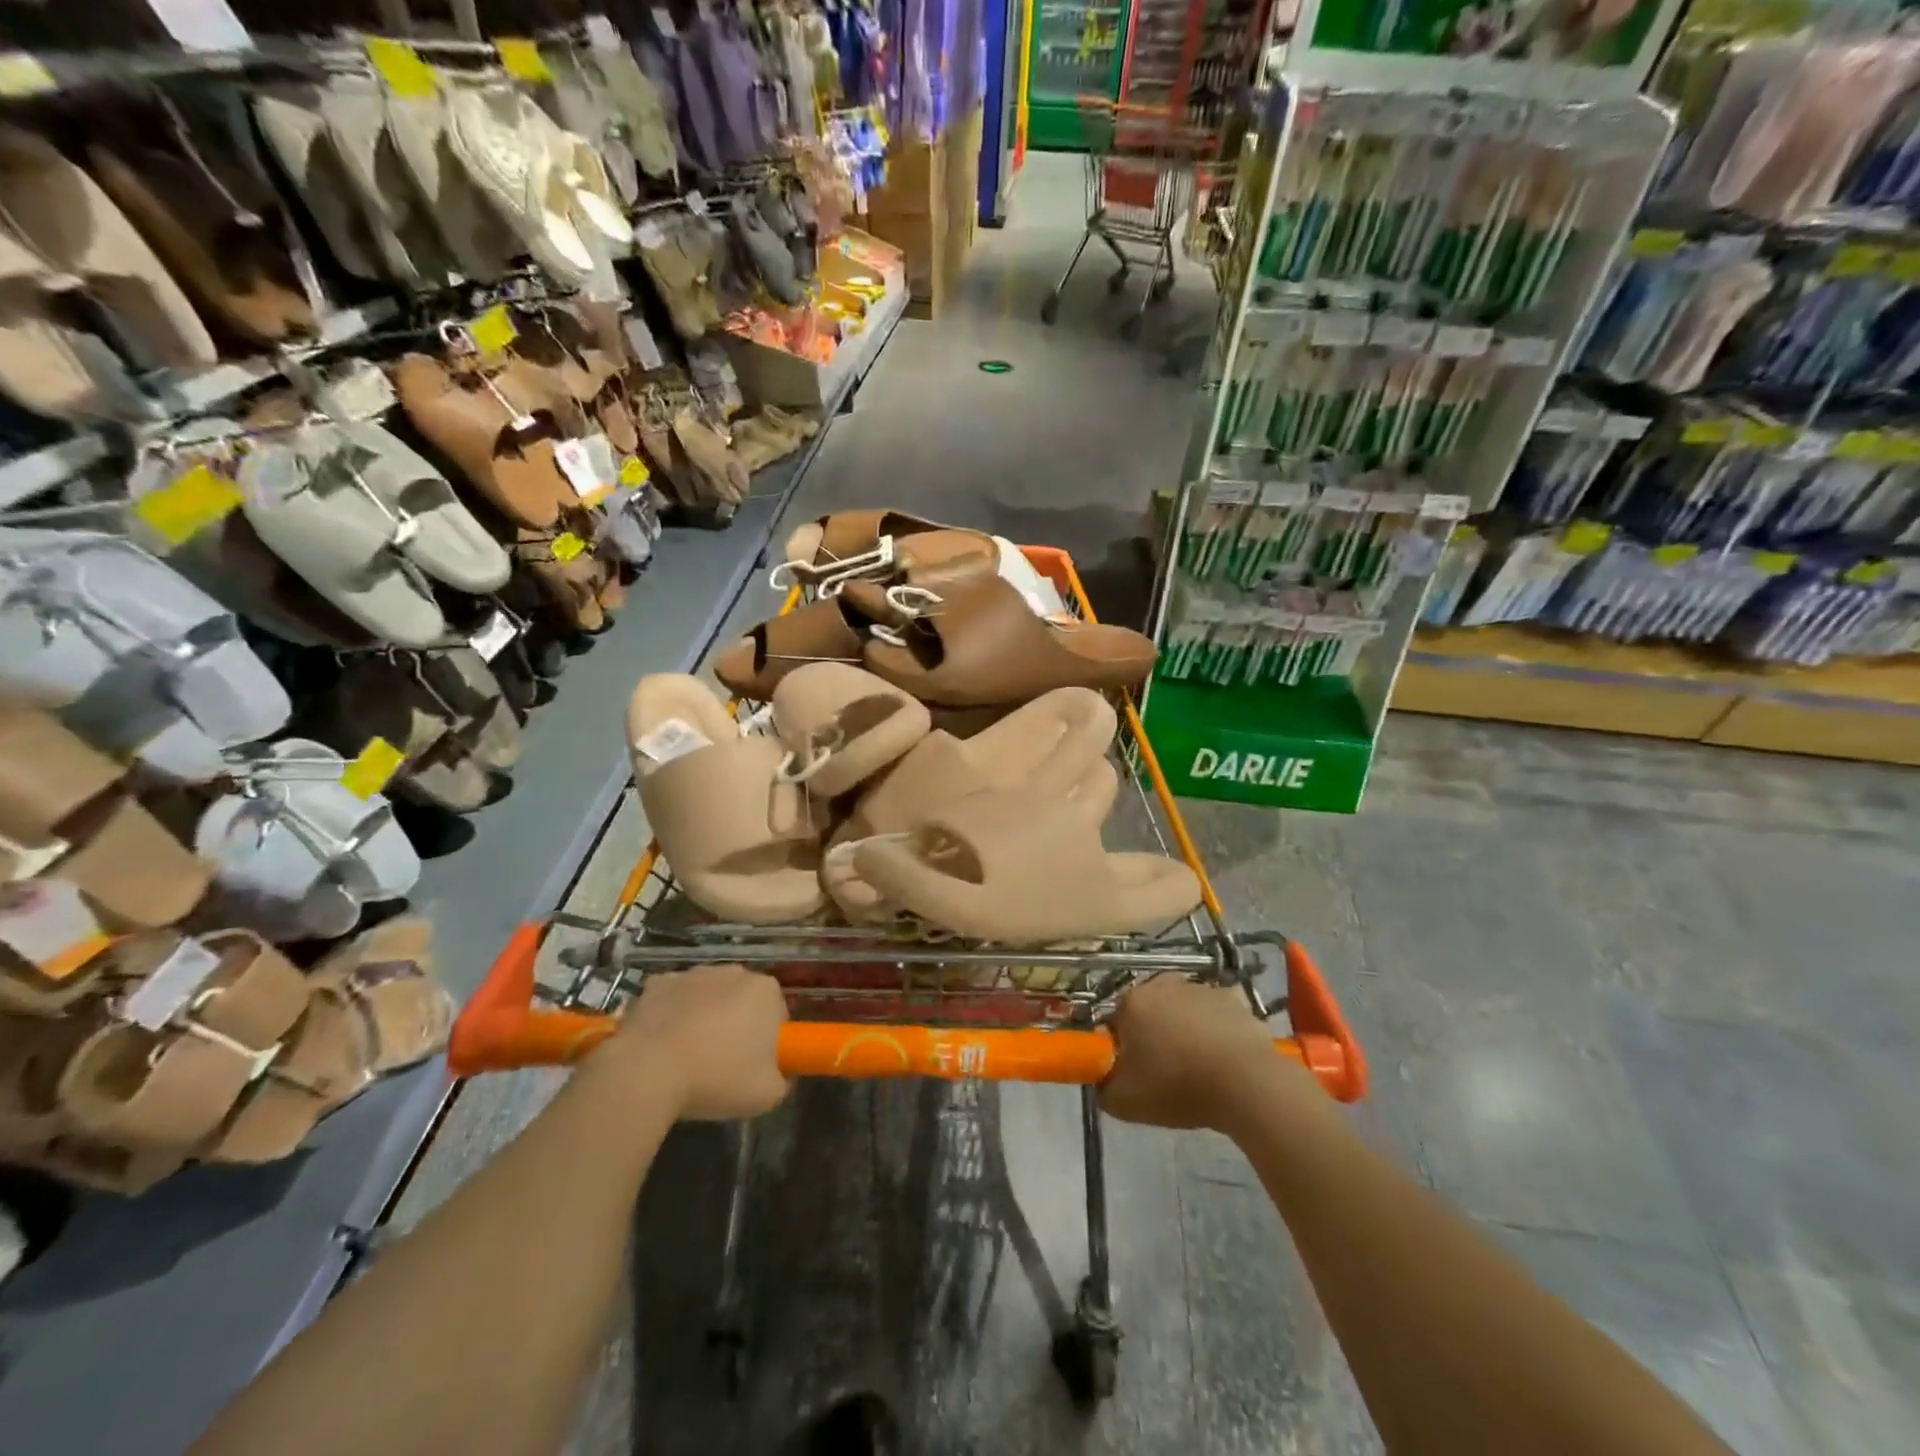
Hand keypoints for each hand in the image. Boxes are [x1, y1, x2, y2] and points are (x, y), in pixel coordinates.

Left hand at [608, 964, 789, 1120]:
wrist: (646, 1073)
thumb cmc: (717, 1078)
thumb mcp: (768, 1095)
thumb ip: (781, 1079)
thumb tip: (775, 1073)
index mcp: (766, 991)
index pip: (777, 1014)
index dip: (768, 1042)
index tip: (753, 1066)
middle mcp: (734, 972)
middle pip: (742, 1000)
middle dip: (736, 1025)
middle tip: (722, 1064)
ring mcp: (693, 974)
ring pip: (707, 998)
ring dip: (703, 1019)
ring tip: (687, 1059)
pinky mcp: (657, 983)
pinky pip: (673, 1001)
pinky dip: (671, 1017)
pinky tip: (661, 1048)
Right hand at [1101, 974, 1314, 1131]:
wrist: (1245, 1083)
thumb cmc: (1177, 1086)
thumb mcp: (1123, 1102)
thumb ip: (1102, 1086)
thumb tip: (1102, 1078)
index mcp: (1132, 1002)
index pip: (1115, 1021)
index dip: (1122, 1048)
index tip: (1134, 1072)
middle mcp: (1163, 984)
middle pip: (1150, 1010)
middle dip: (1153, 1033)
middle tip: (1165, 1069)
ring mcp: (1201, 988)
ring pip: (1183, 1009)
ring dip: (1185, 1029)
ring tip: (1199, 1067)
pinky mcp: (1234, 999)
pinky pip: (1215, 1015)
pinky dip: (1216, 1030)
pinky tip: (1224, 1059)